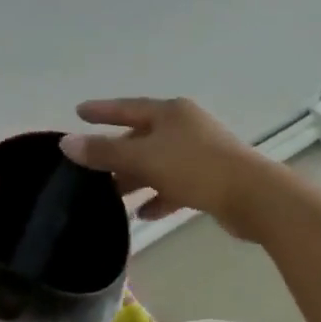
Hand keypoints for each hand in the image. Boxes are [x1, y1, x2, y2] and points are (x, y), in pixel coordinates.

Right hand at [60, 98, 273, 240]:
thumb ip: (105, 152)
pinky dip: (159, 196)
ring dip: (136, 179)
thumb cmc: (195, 168)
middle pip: (142, 137)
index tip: (78, 112)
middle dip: (117, 153)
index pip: (126, 107)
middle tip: (92, 168)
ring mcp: (200, 152)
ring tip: (113, 197)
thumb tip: (66, 142)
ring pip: (158, 163)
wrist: (254, 197)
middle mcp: (184, 126)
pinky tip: (145, 215)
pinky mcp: (211, 178)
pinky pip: (176, 184)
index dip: (101, 111)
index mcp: (170, 112)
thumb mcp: (144, 158)